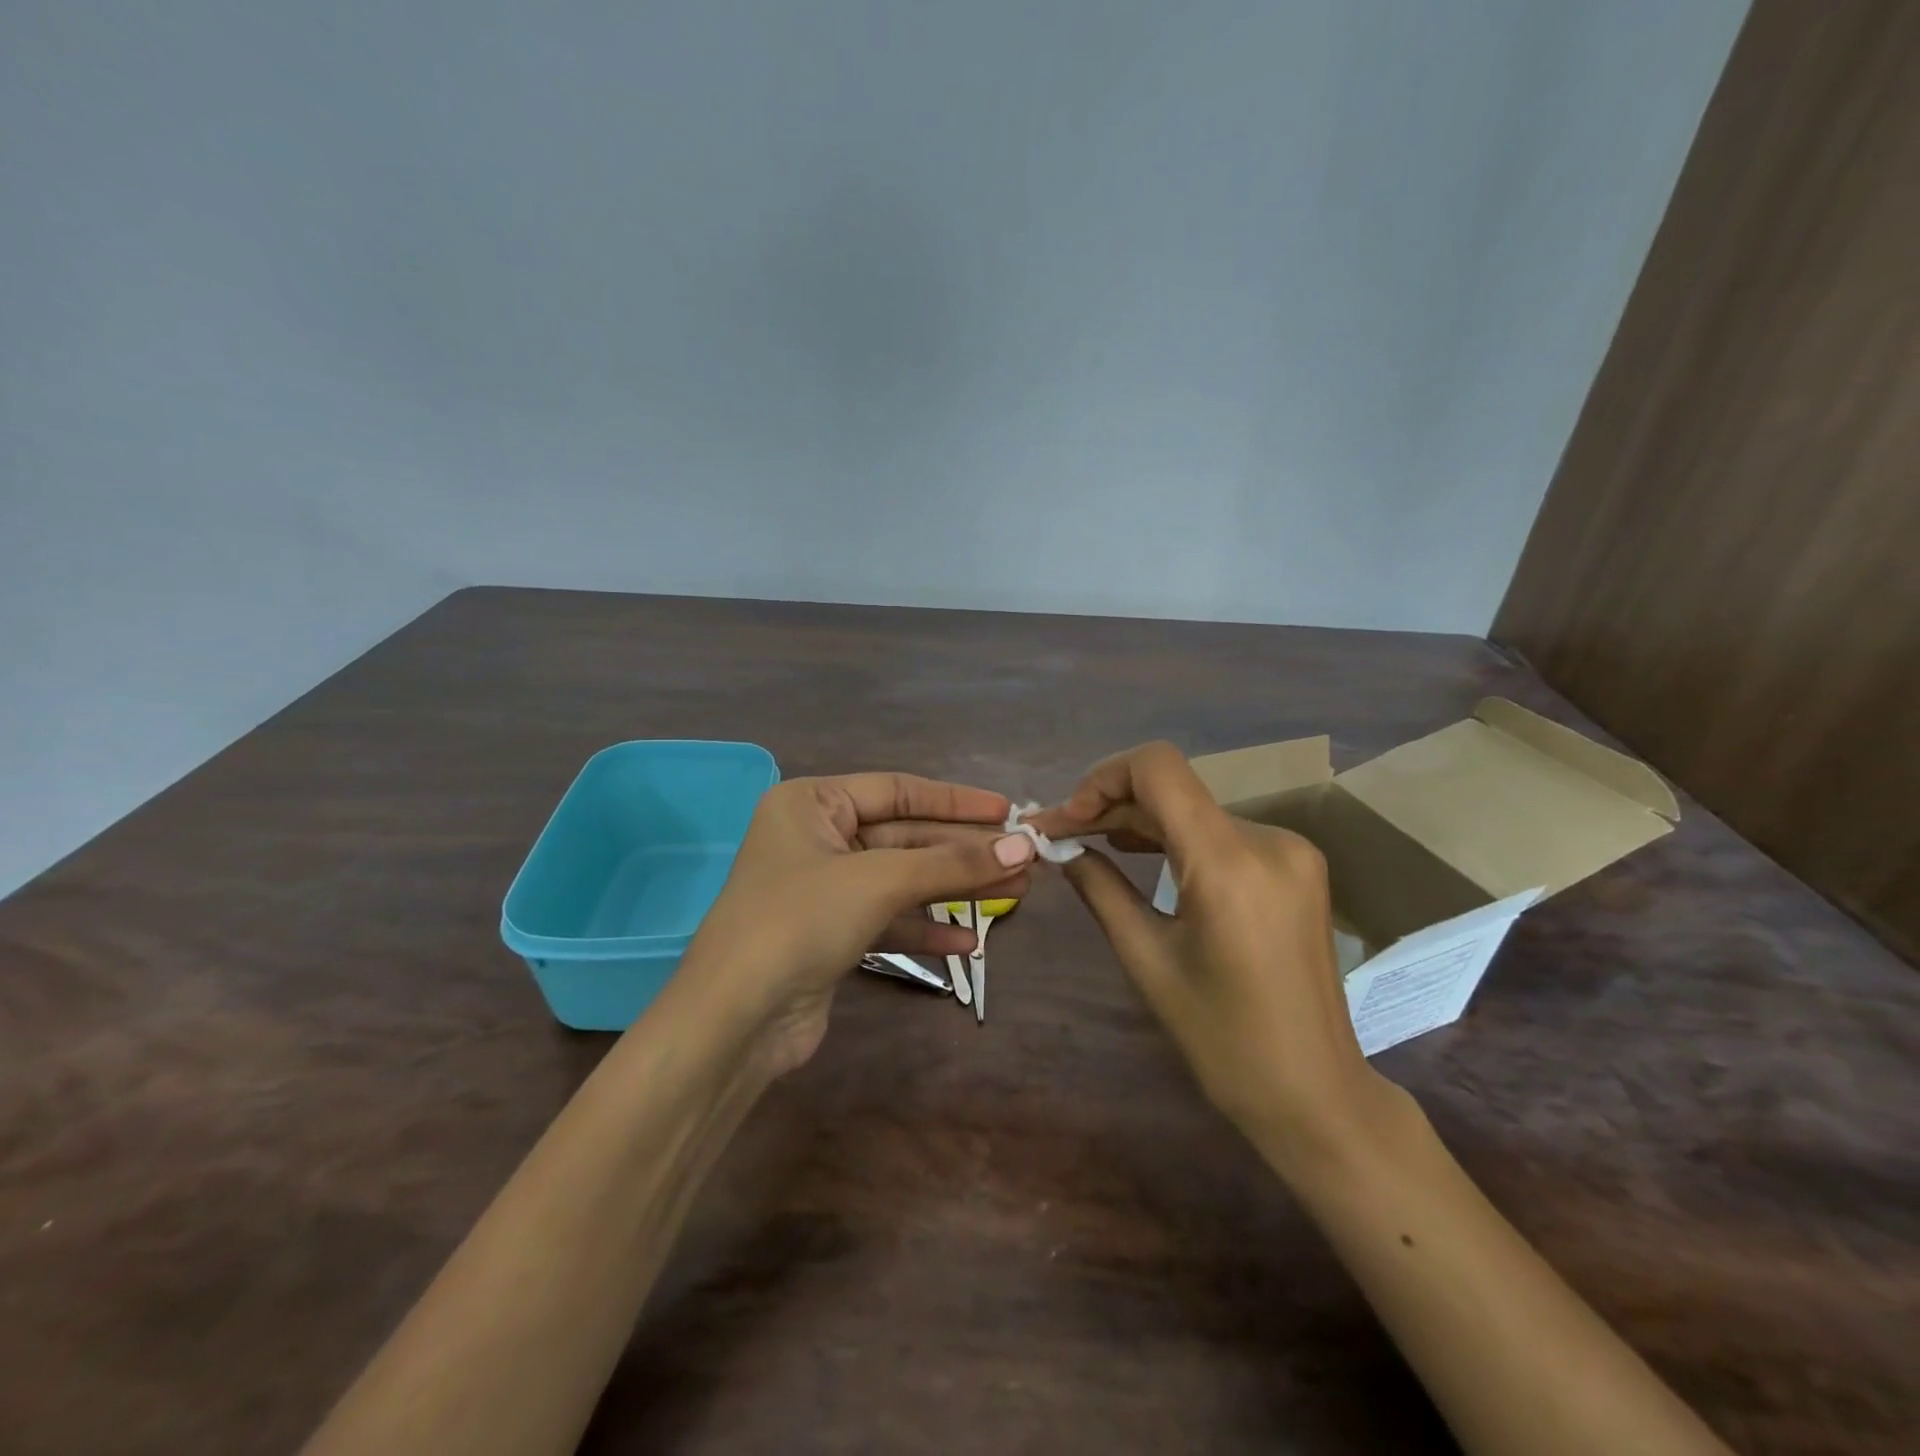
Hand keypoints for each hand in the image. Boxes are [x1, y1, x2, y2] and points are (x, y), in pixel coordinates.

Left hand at [677, 774, 1035, 1074]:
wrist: (736, 1020)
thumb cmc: (801, 921)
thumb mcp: (880, 881)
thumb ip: (952, 863)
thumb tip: (1024, 847)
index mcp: (813, 804)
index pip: (898, 790)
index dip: (956, 801)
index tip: (1007, 811)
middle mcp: (816, 838)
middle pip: (905, 837)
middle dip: (962, 851)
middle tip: (1023, 858)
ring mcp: (823, 889)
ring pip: (901, 880)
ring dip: (953, 889)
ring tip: (1013, 894)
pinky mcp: (831, 934)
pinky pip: (888, 920)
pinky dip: (926, 930)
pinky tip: (968, 944)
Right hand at [1029, 743, 1392, 1166]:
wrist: (1314, 1092)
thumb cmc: (1222, 1039)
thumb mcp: (1146, 960)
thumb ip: (1100, 888)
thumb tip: (1061, 847)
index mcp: (1229, 862)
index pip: (1159, 768)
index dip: (1103, 777)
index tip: (1069, 818)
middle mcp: (1268, 838)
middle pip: (1173, 790)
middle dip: (1110, 805)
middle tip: (1059, 833)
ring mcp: (1289, 850)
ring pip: (1194, 809)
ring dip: (1140, 819)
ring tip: (1090, 840)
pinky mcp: (1295, 866)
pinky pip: (1221, 832)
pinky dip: (1176, 837)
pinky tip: (1140, 851)